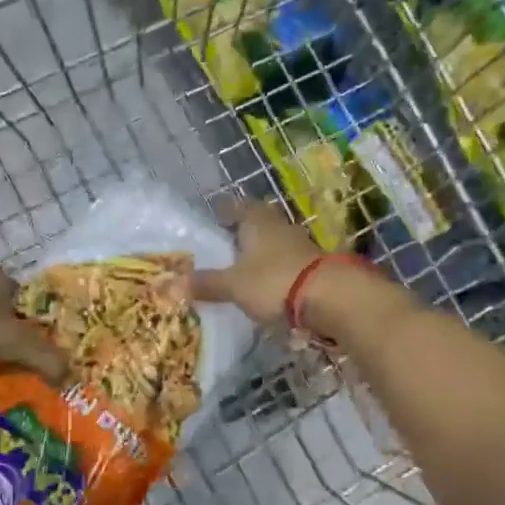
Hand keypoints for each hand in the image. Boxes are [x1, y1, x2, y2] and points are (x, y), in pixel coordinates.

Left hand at [0, 270, 67, 385]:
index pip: (36, 299)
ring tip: (16, 378)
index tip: (57, 349)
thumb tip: (69, 376)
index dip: (48, 323)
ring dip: (2, 353)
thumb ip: (47, 358)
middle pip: (14, 317)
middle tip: (40, 368)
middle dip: (26, 341)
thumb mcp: (14, 343)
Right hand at [189, 201, 325, 323]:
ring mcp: (300, 246)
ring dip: (260, 253)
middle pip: (258, 224)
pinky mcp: (314, 267)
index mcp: (257, 221)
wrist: (330, 297)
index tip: (215, 216)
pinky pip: (286, 264)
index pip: (238, 207)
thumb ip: (206, 283)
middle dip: (243, 233)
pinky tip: (265, 285)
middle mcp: (279, 227)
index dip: (225, 211)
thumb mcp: (233, 285)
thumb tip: (174, 283)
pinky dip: (274, 271)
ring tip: (242, 268)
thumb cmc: (273, 280)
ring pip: (274, 244)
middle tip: (225, 245)